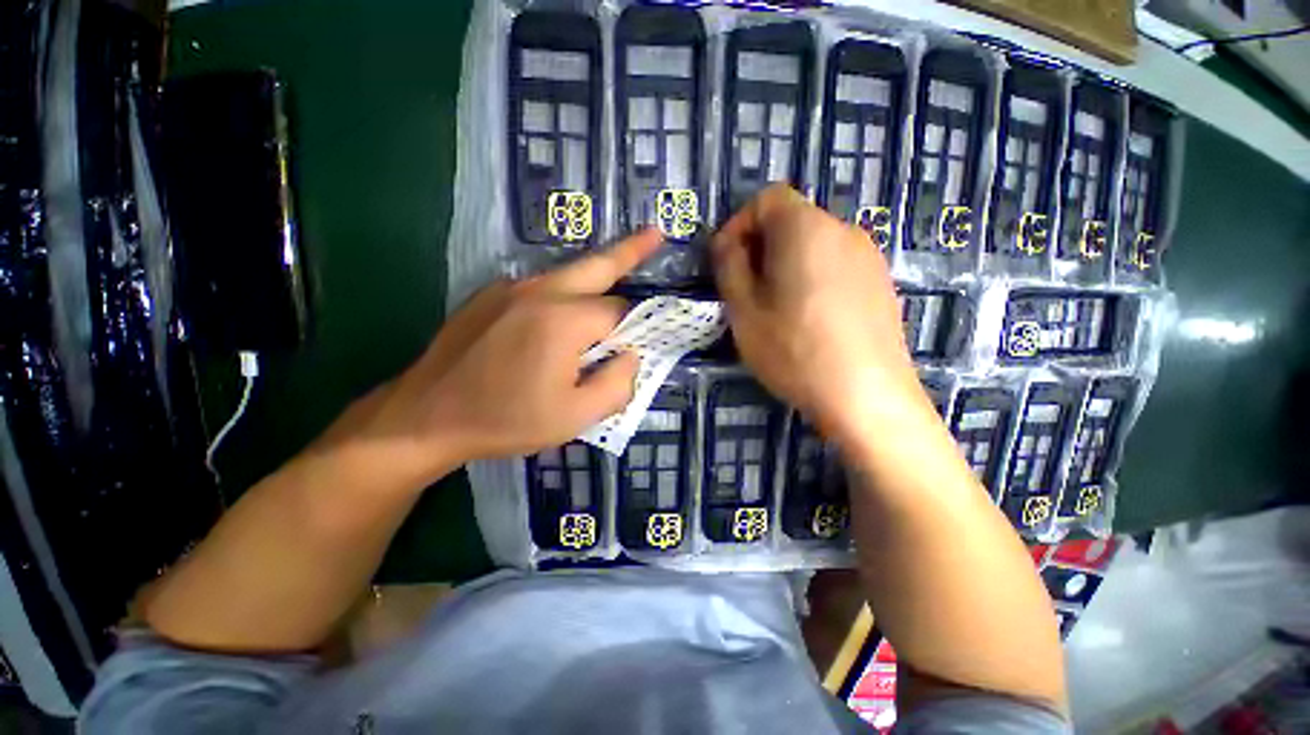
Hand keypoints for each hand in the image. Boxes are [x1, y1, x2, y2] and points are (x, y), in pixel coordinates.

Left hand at [332, 229, 664, 481]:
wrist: (425, 417)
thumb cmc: (506, 420)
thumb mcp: (577, 417)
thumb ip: (618, 383)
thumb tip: (631, 354)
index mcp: (564, 320)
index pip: (619, 311)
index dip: (633, 328)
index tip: (636, 345)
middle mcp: (540, 291)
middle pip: (598, 264)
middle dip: (631, 251)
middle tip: (655, 234)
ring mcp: (510, 287)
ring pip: (570, 274)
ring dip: (596, 278)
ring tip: (616, 274)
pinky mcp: (490, 294)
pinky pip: (542, 286)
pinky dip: (563, 294)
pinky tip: (557, 321)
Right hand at [712, 185, 924, 443]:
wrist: (867, 397)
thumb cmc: (794, 350)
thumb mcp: (744, 309)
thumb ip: (729, 266)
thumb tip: (727, 242)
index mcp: (806, 228)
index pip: (768, 198)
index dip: (739, 224)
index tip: (727, 262)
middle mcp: (844, 230)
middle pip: (792, 221)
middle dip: (761, 248)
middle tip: (746, 291)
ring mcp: (869, 258)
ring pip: (814, 246)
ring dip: (786, 265)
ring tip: (776, 310)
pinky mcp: (882, 284)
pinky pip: (837, 267)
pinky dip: (813, 279)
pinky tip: (810, 320)